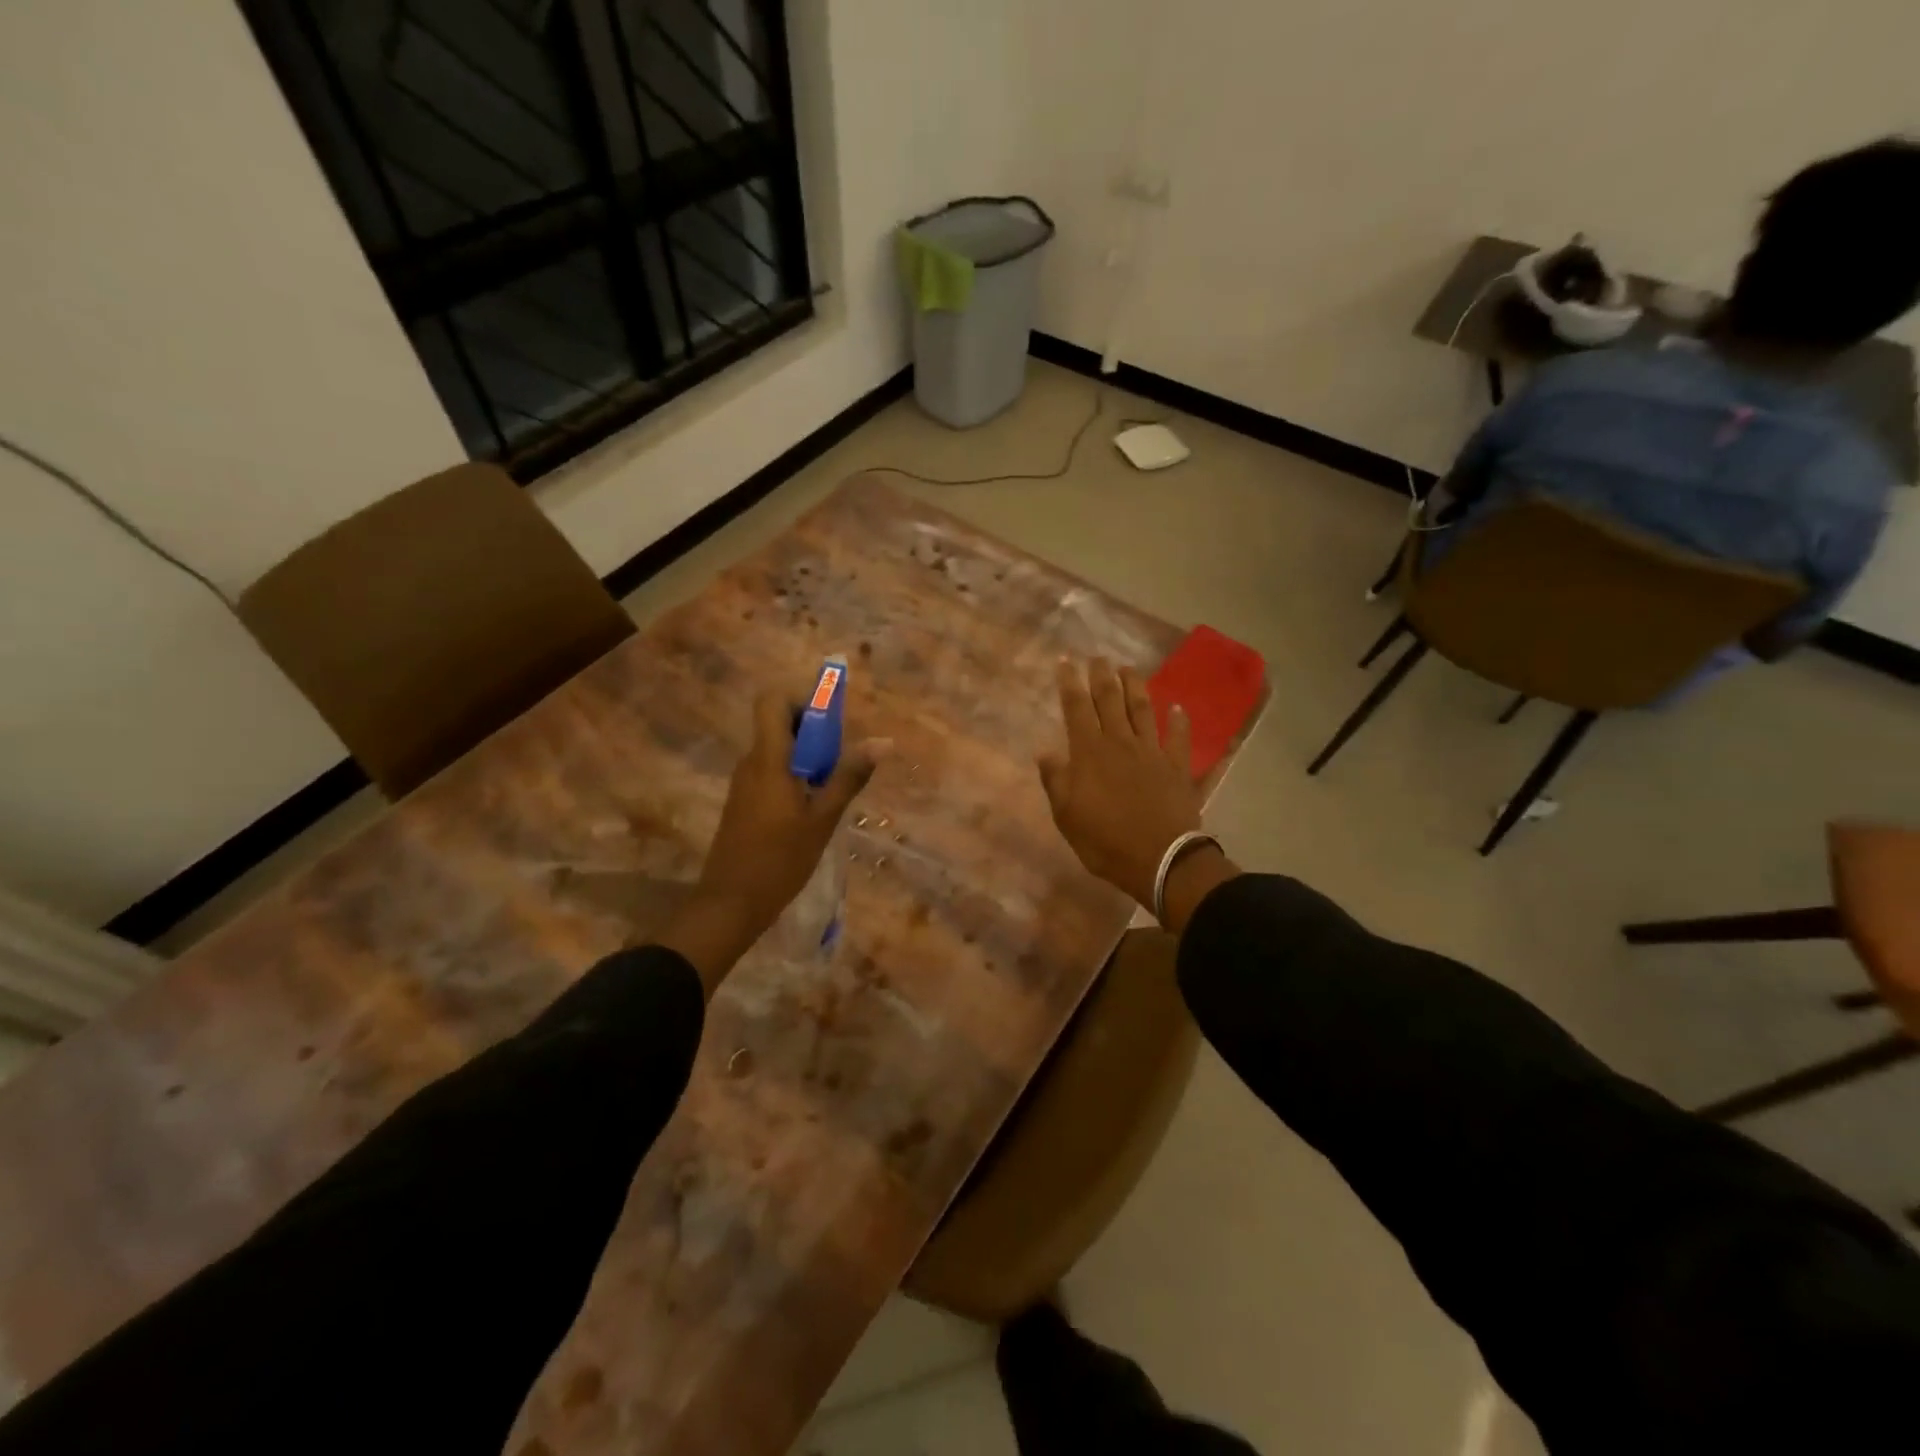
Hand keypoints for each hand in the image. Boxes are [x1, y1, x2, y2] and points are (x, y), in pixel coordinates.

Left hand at [661, 689, 883, 992]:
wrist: (730, 904)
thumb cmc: (780, 859)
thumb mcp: (823, 818)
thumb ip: (849, 777)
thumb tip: (882, 741)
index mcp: (768, 758)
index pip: (772, 701)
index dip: (802, 700)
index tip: (831, 724)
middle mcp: (751, 762)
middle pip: (779, 724)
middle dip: (814, 732)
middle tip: (840, 762)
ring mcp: (744, 783)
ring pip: (778, 750)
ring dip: (807, 758)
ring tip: (831, 790)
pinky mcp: (744, 802)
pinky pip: (772, 772)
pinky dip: (795, 778)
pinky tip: (812, 810)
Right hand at [1037, 657, 1203, 910]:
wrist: (1160, 858)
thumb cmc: (1105, 841)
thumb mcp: (1066, 816)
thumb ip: (1056, 781)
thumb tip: (1044, 752)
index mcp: (1089, 753)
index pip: (1076, 708)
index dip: (1070, 683)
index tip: (1066, 662)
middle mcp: (1120, 743)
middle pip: (1110, 700)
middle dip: (1101, 676)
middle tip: (1098, 657)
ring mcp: (1151, 752)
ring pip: (1142, 710)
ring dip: (1135, 686)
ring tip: (1128, 669)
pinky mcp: (1177, 767)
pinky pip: (1178, 738)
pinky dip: (1179, 721)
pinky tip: (1178, 707)